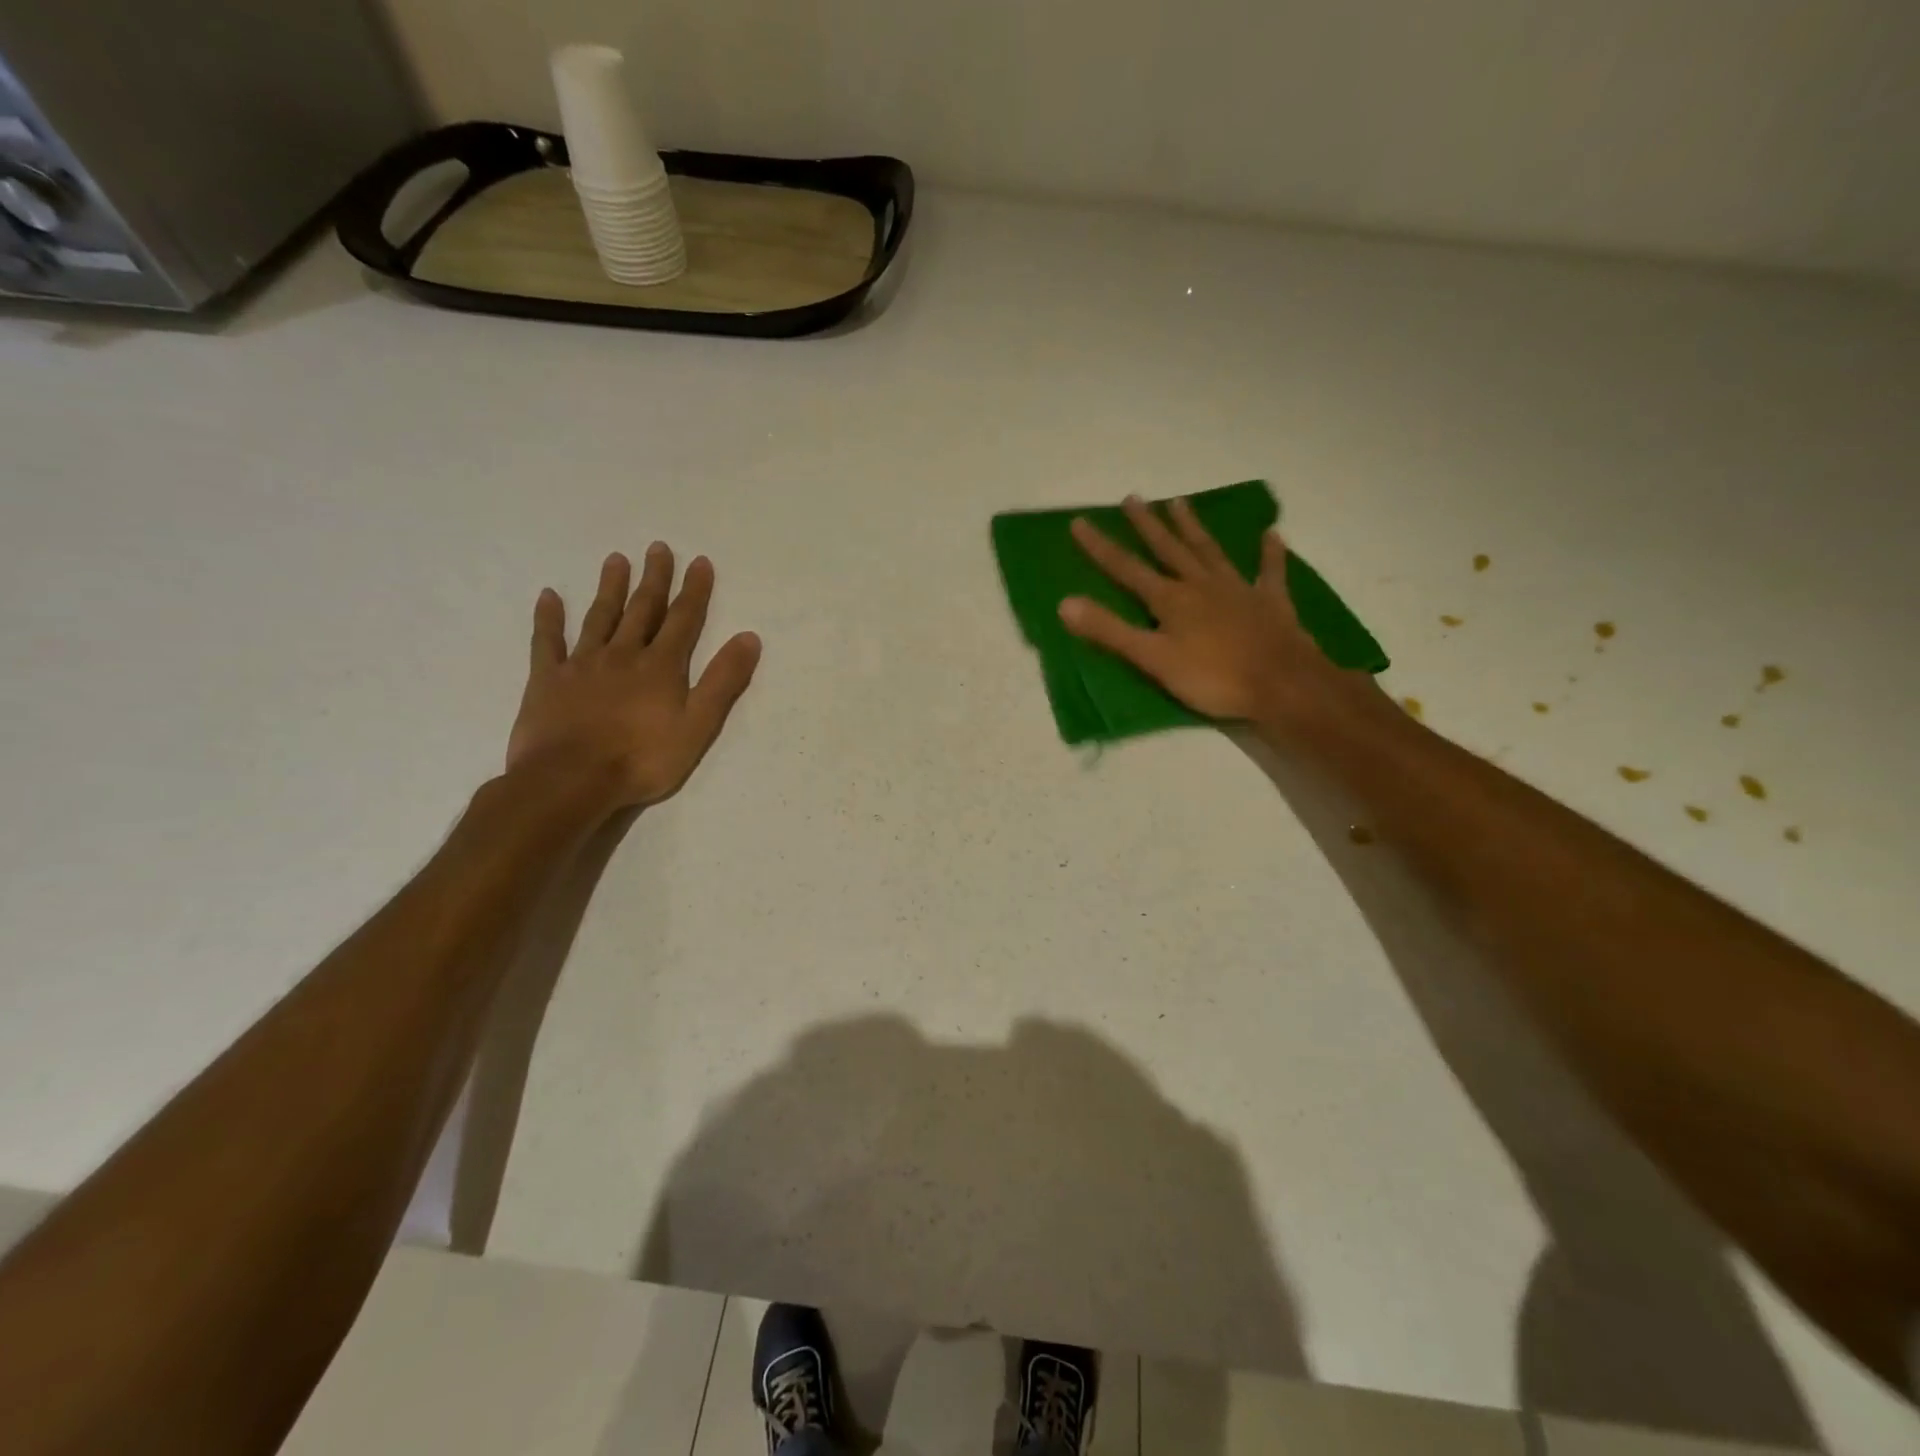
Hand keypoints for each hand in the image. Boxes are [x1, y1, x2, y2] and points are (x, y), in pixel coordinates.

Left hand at [506, 544, 760, 809]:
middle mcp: (623, 655)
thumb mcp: (698, 725)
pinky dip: (548, 618)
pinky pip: (547, 642)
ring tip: (616, 559)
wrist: (570, 780)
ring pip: (599, 617)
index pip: (683, 620)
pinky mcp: (548, 680)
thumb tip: (749, 637)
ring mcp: (582, 664)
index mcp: (661, 667)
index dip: (694, 591)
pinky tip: (549, 597)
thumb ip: (723, 681)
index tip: (699, 562)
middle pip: (642, 610)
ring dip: (610, 588)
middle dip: (654, 579)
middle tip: (658, 548)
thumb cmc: (642, 758)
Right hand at [1059, 496, 1368, 729]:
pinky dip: (1270, 553)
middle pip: (1169, 549)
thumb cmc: (1213, 677)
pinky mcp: (1270, 602)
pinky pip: (1269, 571)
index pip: (1126, 569)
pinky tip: (1271, 534)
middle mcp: (1201, 584)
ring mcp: (1238, 589)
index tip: (1079, 522)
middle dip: (1148, 524)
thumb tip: (1065, 603)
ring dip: (1193, 527)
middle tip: (1132, 498)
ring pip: (1210, 551)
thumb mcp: (1153, 659)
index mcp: (1171, 600)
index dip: (1100, 547)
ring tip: (1180, 503)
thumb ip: (1110, 631)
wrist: (1283, 685)